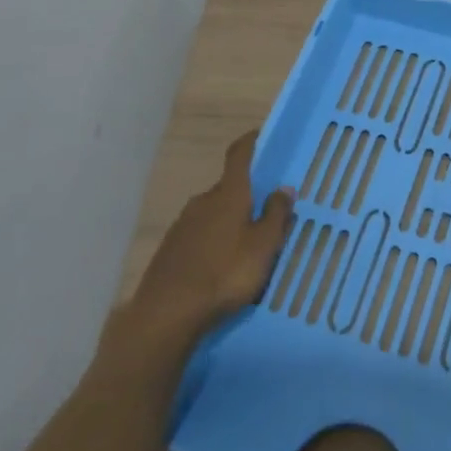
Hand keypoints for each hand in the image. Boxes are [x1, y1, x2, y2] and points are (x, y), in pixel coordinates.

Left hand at [106, 130, 295, 357]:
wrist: (167, 313)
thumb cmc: (225, 274)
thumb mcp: (263, 246)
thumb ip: (276, 215)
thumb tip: (284, 188)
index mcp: (229, 194)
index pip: (239, 154)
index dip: (251, 142)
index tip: (261, 136)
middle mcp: (204, 200)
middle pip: (228, 187)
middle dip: (246, 195)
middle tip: (264, 213)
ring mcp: (182, 224)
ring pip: (212, 212)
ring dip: (228, 221)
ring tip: (244, 245)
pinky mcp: (170, 248)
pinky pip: (198, 234)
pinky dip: (212, 240)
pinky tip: (219, 265)